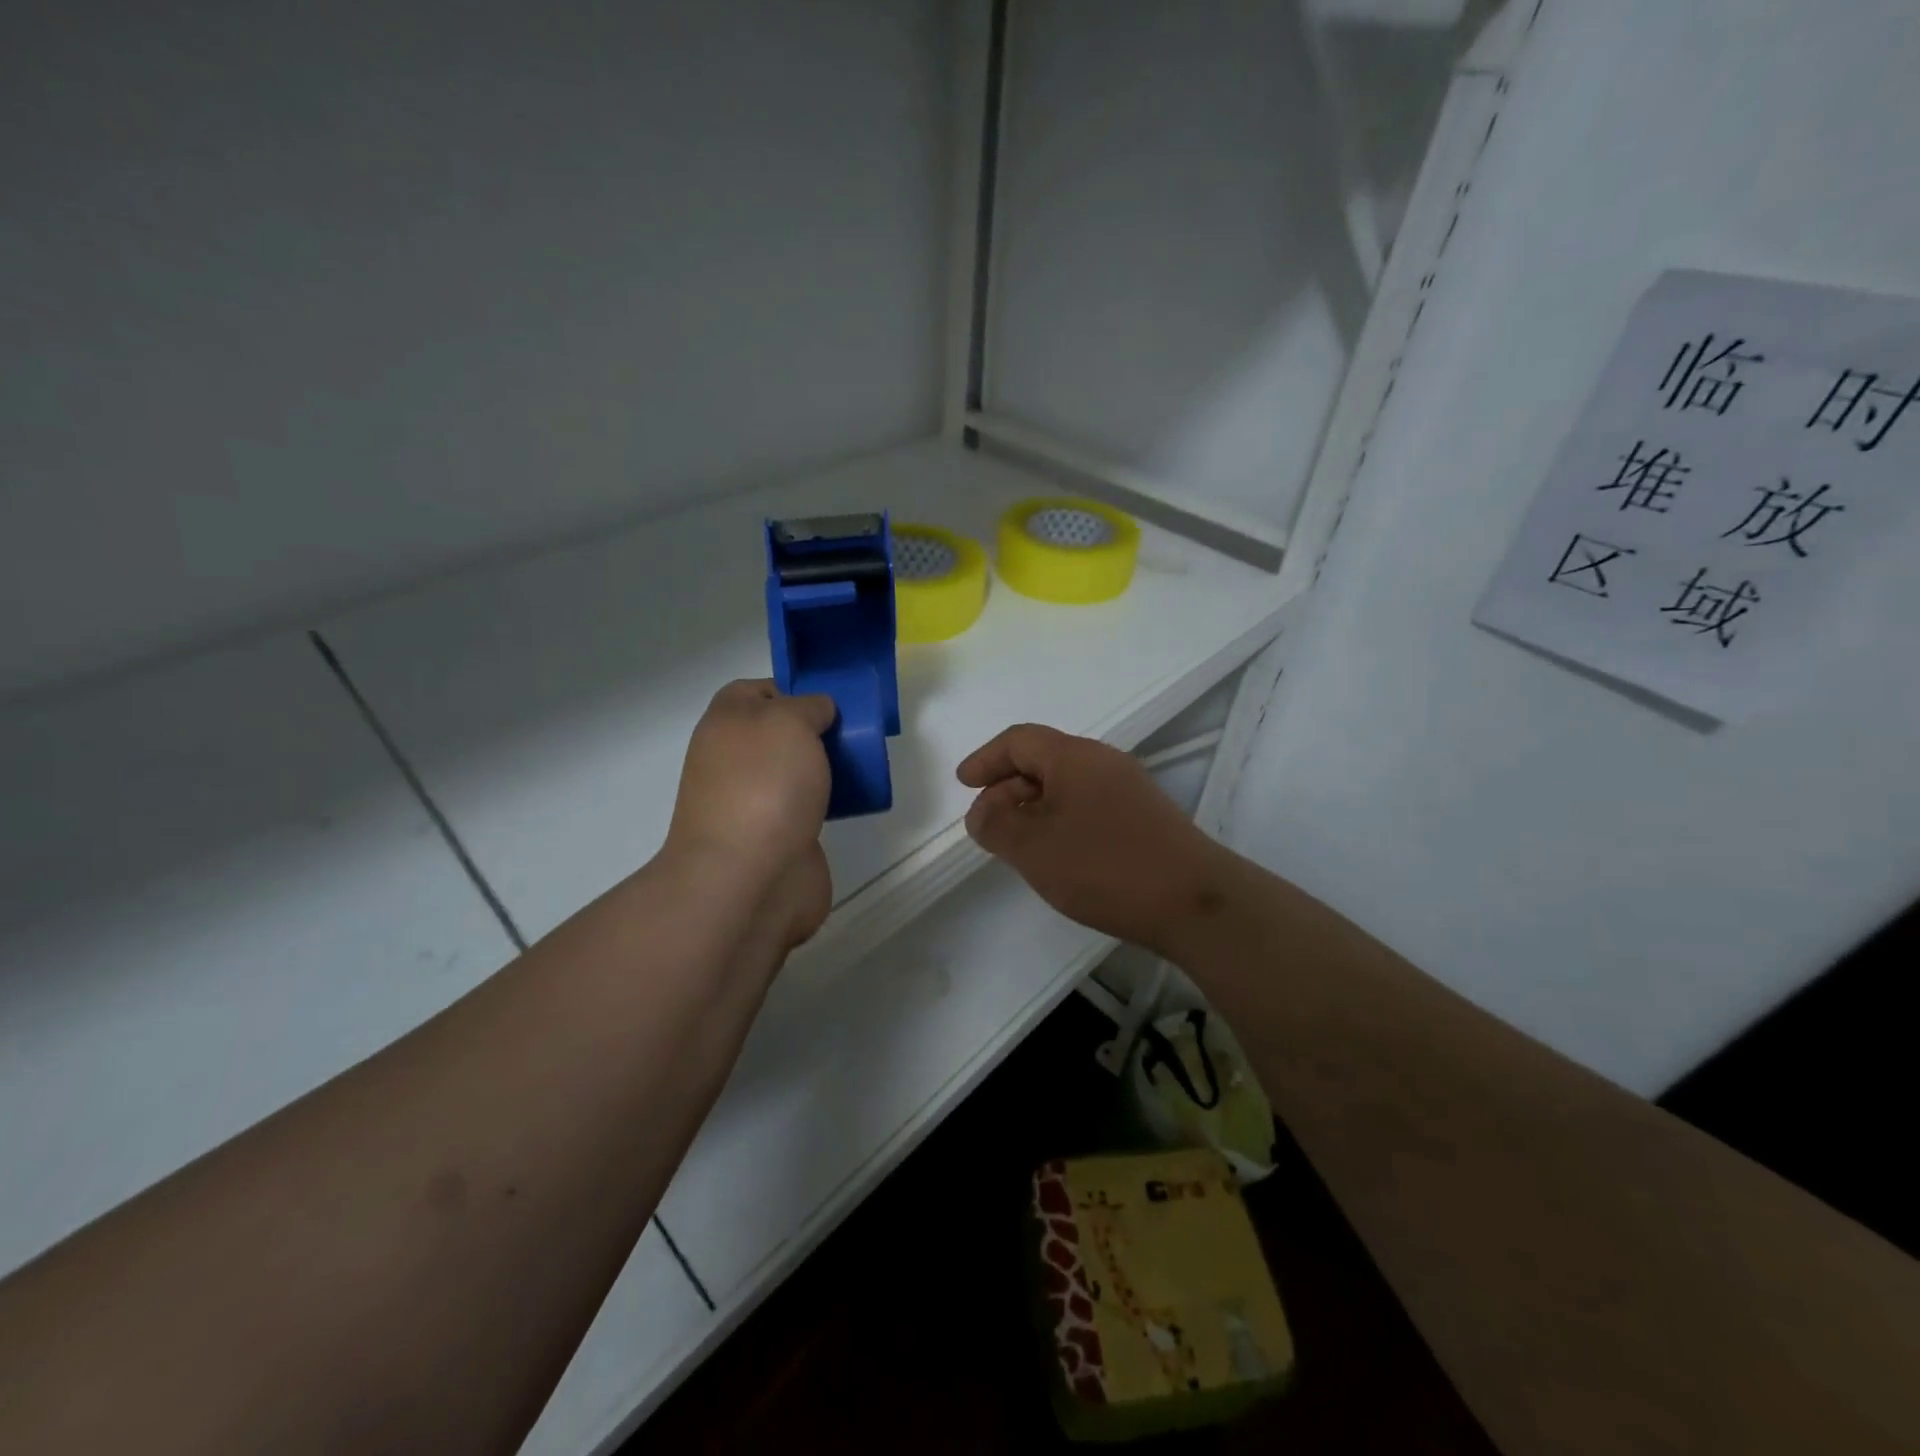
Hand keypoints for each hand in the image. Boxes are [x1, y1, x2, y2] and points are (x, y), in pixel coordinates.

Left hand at [665, 679, 836, 946]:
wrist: (750, 879)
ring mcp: (754, 802)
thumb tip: (817, 712)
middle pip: (779, 733)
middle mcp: (734, 760)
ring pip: (795, 772)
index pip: (755, 691)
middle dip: (816, 732)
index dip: (791, 690)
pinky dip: (829, 805)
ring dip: (825, 769)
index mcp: (726, 724)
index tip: (829, 701)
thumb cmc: (764, 786)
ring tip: (862, 766)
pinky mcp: (777, 838)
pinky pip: (807, 809)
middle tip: (854, 733)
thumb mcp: (789, 720)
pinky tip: (854, 804)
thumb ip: (808, 705)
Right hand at [957, 724, 1229, 954]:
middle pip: (1043, 760)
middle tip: (986, 824)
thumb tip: (983, 812)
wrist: (1194, 902)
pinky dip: (1060, 821)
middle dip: (1006, 787)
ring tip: (1016, 843)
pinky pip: (1088, 806)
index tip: (963, 784)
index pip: (1019, 740)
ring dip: (1033, 808)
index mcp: (1074, 756)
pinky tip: (1056, 855)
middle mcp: (1103, 762)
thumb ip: (996, 824)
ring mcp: (1128, 790)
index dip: (986, 759)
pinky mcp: (1144, 818)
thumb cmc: (1104, 866)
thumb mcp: (1033, 847)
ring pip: (1066, 786)